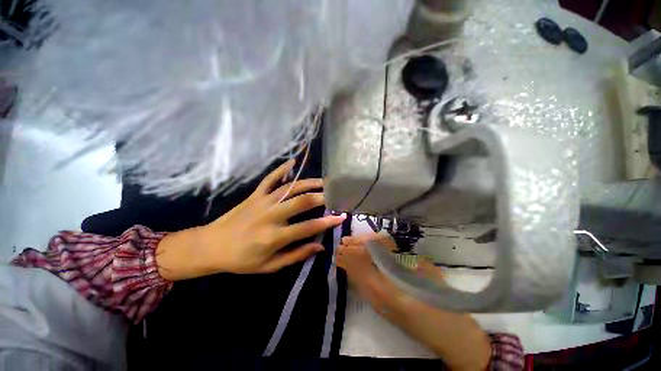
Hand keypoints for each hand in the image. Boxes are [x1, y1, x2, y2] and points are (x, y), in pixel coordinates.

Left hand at [156, 159, 345, 279]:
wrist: (210, 246)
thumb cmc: (241, 260)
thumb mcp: (270, 266)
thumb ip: (296, 255)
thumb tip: (320, 246)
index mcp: (275, 237)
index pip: (308, 227)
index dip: (327, 222)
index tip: (341, 217)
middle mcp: (271, 216)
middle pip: (302, 202)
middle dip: (322, 197)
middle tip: (335, 195)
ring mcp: (263, 202)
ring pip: (290, 188)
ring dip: (309, 183)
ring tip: (324, 182)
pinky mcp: (255, 195)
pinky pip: (270, 179)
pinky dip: (282, 169)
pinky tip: (293, 161)